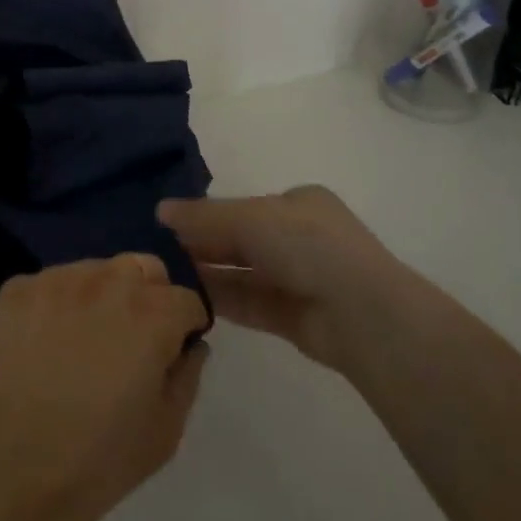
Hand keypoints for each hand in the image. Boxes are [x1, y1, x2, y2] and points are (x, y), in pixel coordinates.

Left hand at [0, 255, 208, 520]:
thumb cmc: (93, 464)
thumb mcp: (164, 433)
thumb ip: (187, 377)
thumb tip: (190, 346)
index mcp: (152, 314)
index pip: (187, 300)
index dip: (184, 330)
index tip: (169, 357)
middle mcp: (107, 282)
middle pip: (144, 269)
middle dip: (149, 298)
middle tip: (129, 345)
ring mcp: (57, 280)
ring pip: (97, 270)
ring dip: (103, 295)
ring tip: (84, 343)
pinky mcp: (18, 289)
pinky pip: (53, 283)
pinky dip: (59, 304)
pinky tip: (46, 345)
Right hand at [157, 187, 403, 373]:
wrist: (363, 314)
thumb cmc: (309, 247)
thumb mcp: (251, 219)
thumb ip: (204, 216)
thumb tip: (160, 209)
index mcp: (298, 203)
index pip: (242, 206)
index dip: (205, 214)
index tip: (166, 224)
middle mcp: (299, 237)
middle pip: (240, 239)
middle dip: (203, 244)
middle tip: (157, 252)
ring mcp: (298, 278)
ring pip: (242, 272)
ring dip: (208, 273)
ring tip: (164, 277)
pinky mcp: (293, 316)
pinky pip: (249, 302)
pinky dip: (221, 299)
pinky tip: (187, 299)